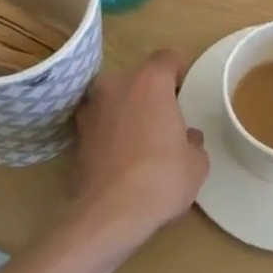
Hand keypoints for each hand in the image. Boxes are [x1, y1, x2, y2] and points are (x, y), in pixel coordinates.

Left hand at [68, 52, 208, 245]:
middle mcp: (117, 84)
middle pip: (139, 78)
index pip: (168, 58)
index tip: (185, 92)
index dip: (179, 72)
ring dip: (127, 111)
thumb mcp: (196, 162)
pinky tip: (121, 158)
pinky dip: (110, 132)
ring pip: (116, 99)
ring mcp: (92, 107)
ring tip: (140, 141)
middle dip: (151, 94)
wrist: (109, 214)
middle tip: (164, 121)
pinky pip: (101, 123)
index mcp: (150, 81)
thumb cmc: (161, 178)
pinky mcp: (76, 134)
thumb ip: (193, 141)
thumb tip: (186, 137)